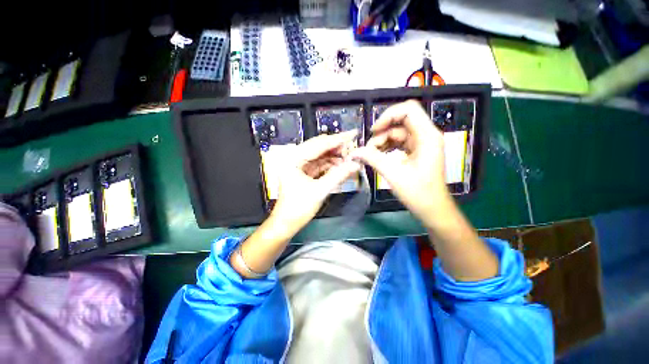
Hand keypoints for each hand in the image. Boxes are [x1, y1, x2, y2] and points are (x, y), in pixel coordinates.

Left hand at [271, 131, 360, 232]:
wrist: (285, 224)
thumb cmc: (298, 209)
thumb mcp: (320, 191)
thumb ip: (338, 175)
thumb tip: (356, 164)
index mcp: (293, 158)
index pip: (319, 144)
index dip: (338, 139)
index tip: (353, 133)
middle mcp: (294, 157)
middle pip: (319, 147)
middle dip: (337, 148)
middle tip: (354, 148)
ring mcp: (298, 165)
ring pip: (320, 156)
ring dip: (335, 157)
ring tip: (350, 159)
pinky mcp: (303, 172)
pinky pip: (319, 164)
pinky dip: (330, 165)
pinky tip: (341, 166)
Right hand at [351, 100, 449, 221]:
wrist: (432, 209)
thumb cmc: (418, 193)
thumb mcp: (393, 174)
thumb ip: (372, 159)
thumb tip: (354, 151)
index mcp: (427, 136)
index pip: (408, 110)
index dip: (388, 115)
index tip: (374, 131)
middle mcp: (426, 135)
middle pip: (401, 121)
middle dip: (382, 131)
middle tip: (369, 148)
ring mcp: (422, 143)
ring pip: (398, 132)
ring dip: (383, 140)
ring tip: (371, 154)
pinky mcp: (417, 151)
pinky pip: (400, 142)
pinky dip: (387, 146)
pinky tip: (378, 155)